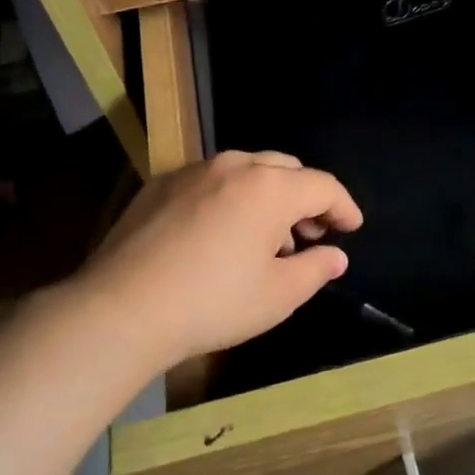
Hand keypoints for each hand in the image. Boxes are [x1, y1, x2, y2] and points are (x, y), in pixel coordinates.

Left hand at [64, 150, 361, 373]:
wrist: (121, 309)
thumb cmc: (213, 302)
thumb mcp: (277, 295)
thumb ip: (315, 269)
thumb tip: (336, 256)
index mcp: (270, 187)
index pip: (322, 186)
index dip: (344, 206)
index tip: (353, 228)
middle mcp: (235, 166)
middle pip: (286, 169)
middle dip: (306, 198)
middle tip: (313, 232)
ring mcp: (194, 171)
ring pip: (247, 171)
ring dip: (268, 197)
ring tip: (268, 239)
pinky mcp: (161, 184)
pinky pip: (212, 181)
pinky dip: (231, 198)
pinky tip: (223, 233)